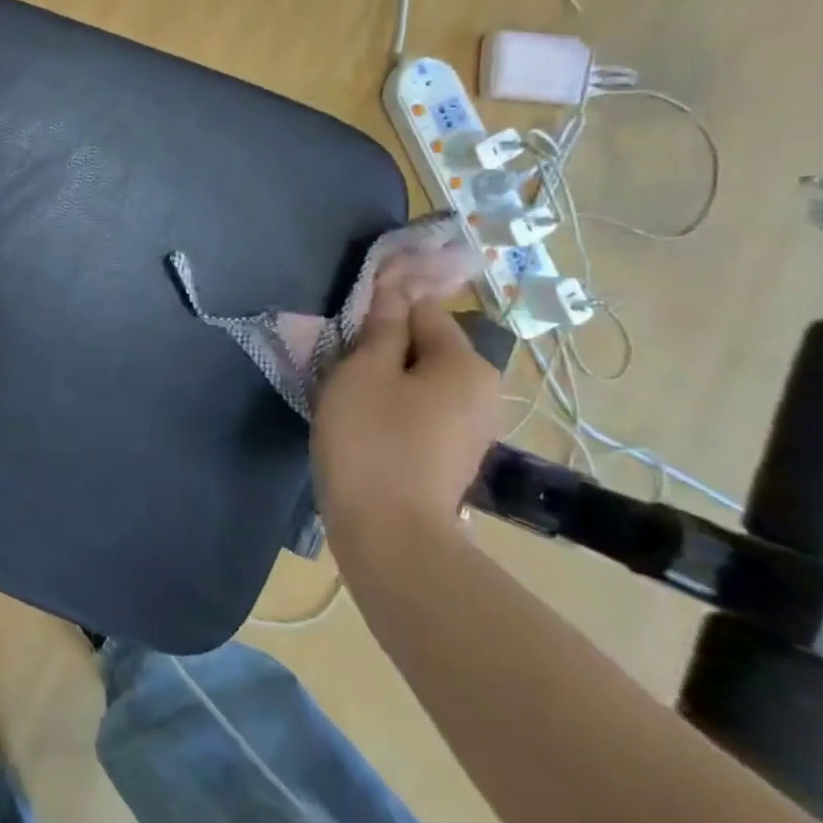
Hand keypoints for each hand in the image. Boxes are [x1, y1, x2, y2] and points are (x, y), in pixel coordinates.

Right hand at [312, 289, 501, 552]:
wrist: (389, 533)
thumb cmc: (371, 440)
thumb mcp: (364, 372)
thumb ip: (382, 327)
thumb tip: (394, 289)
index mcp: (466, 363)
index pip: (424, 309)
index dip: (383, 308)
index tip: (346, 326)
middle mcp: (482, 390)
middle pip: (426, 346)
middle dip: (383, 348)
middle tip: (340, 365)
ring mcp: (472, 427)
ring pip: (421, 381)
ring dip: (385, 379)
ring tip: (346, 396)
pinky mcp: (454, 455)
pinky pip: (422, 411)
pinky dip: (394, 408)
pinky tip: (364, 425)